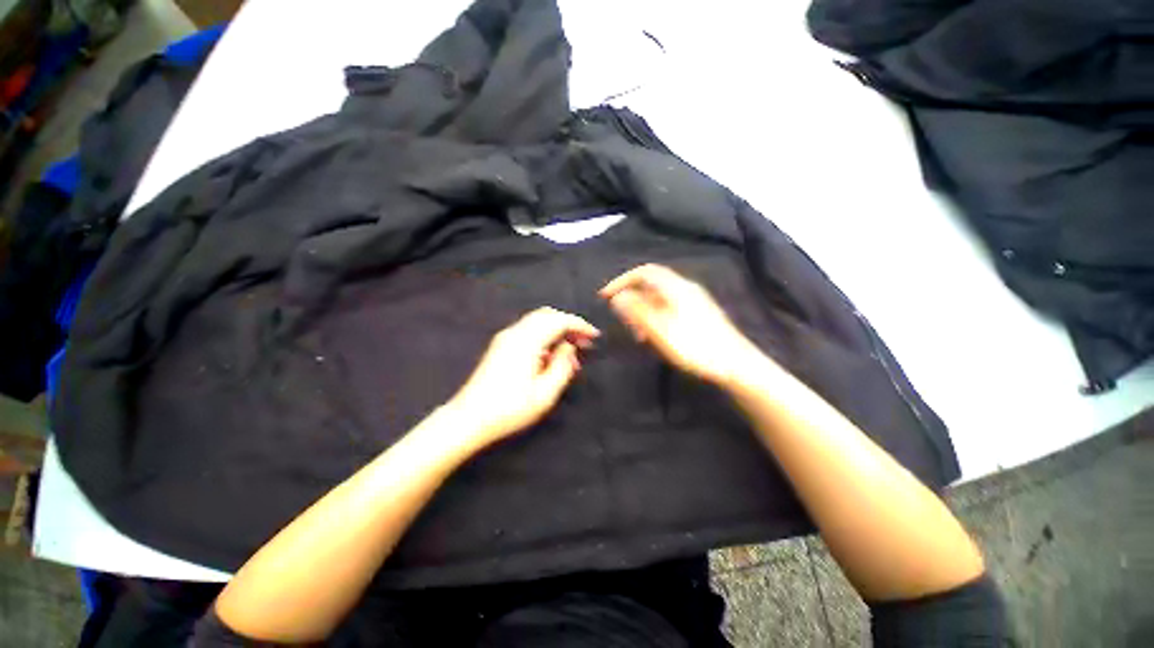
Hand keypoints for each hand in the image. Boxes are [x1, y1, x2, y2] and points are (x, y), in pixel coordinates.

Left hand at [445, 307, 599, 448]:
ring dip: (556, 329)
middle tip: (584, 342)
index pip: (559, 320)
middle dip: (568, 324)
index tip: (594, 336)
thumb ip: (562, 366)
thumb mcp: (545, 393)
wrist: (469, 418)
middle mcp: (515, 332)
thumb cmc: (510, 409)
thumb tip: (569, 347)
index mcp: (527, 340)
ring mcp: (505, 338)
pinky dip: (544, 335)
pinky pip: (528, 331)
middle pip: (547, 315)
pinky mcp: (500, 346)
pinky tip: (550, 355)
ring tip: (570, 350)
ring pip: (537, 321)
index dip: (579, 325)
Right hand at [600, 264, 759, 385]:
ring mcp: (694, 301)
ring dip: (643, 313)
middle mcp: (685, 289)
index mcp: (675, 288)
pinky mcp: (698, 314)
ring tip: (638, 335)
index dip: (622, 281)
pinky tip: (655, 337)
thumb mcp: (660, 330)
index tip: (605, 296)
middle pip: (651, 286)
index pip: (643, 273)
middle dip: (632, 300)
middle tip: (623, 321)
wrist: (736, 365)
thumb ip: (637, 311)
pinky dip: (656, 319)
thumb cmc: (695, 347)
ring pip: (659, 299)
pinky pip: (669, 309)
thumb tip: (618, 297)